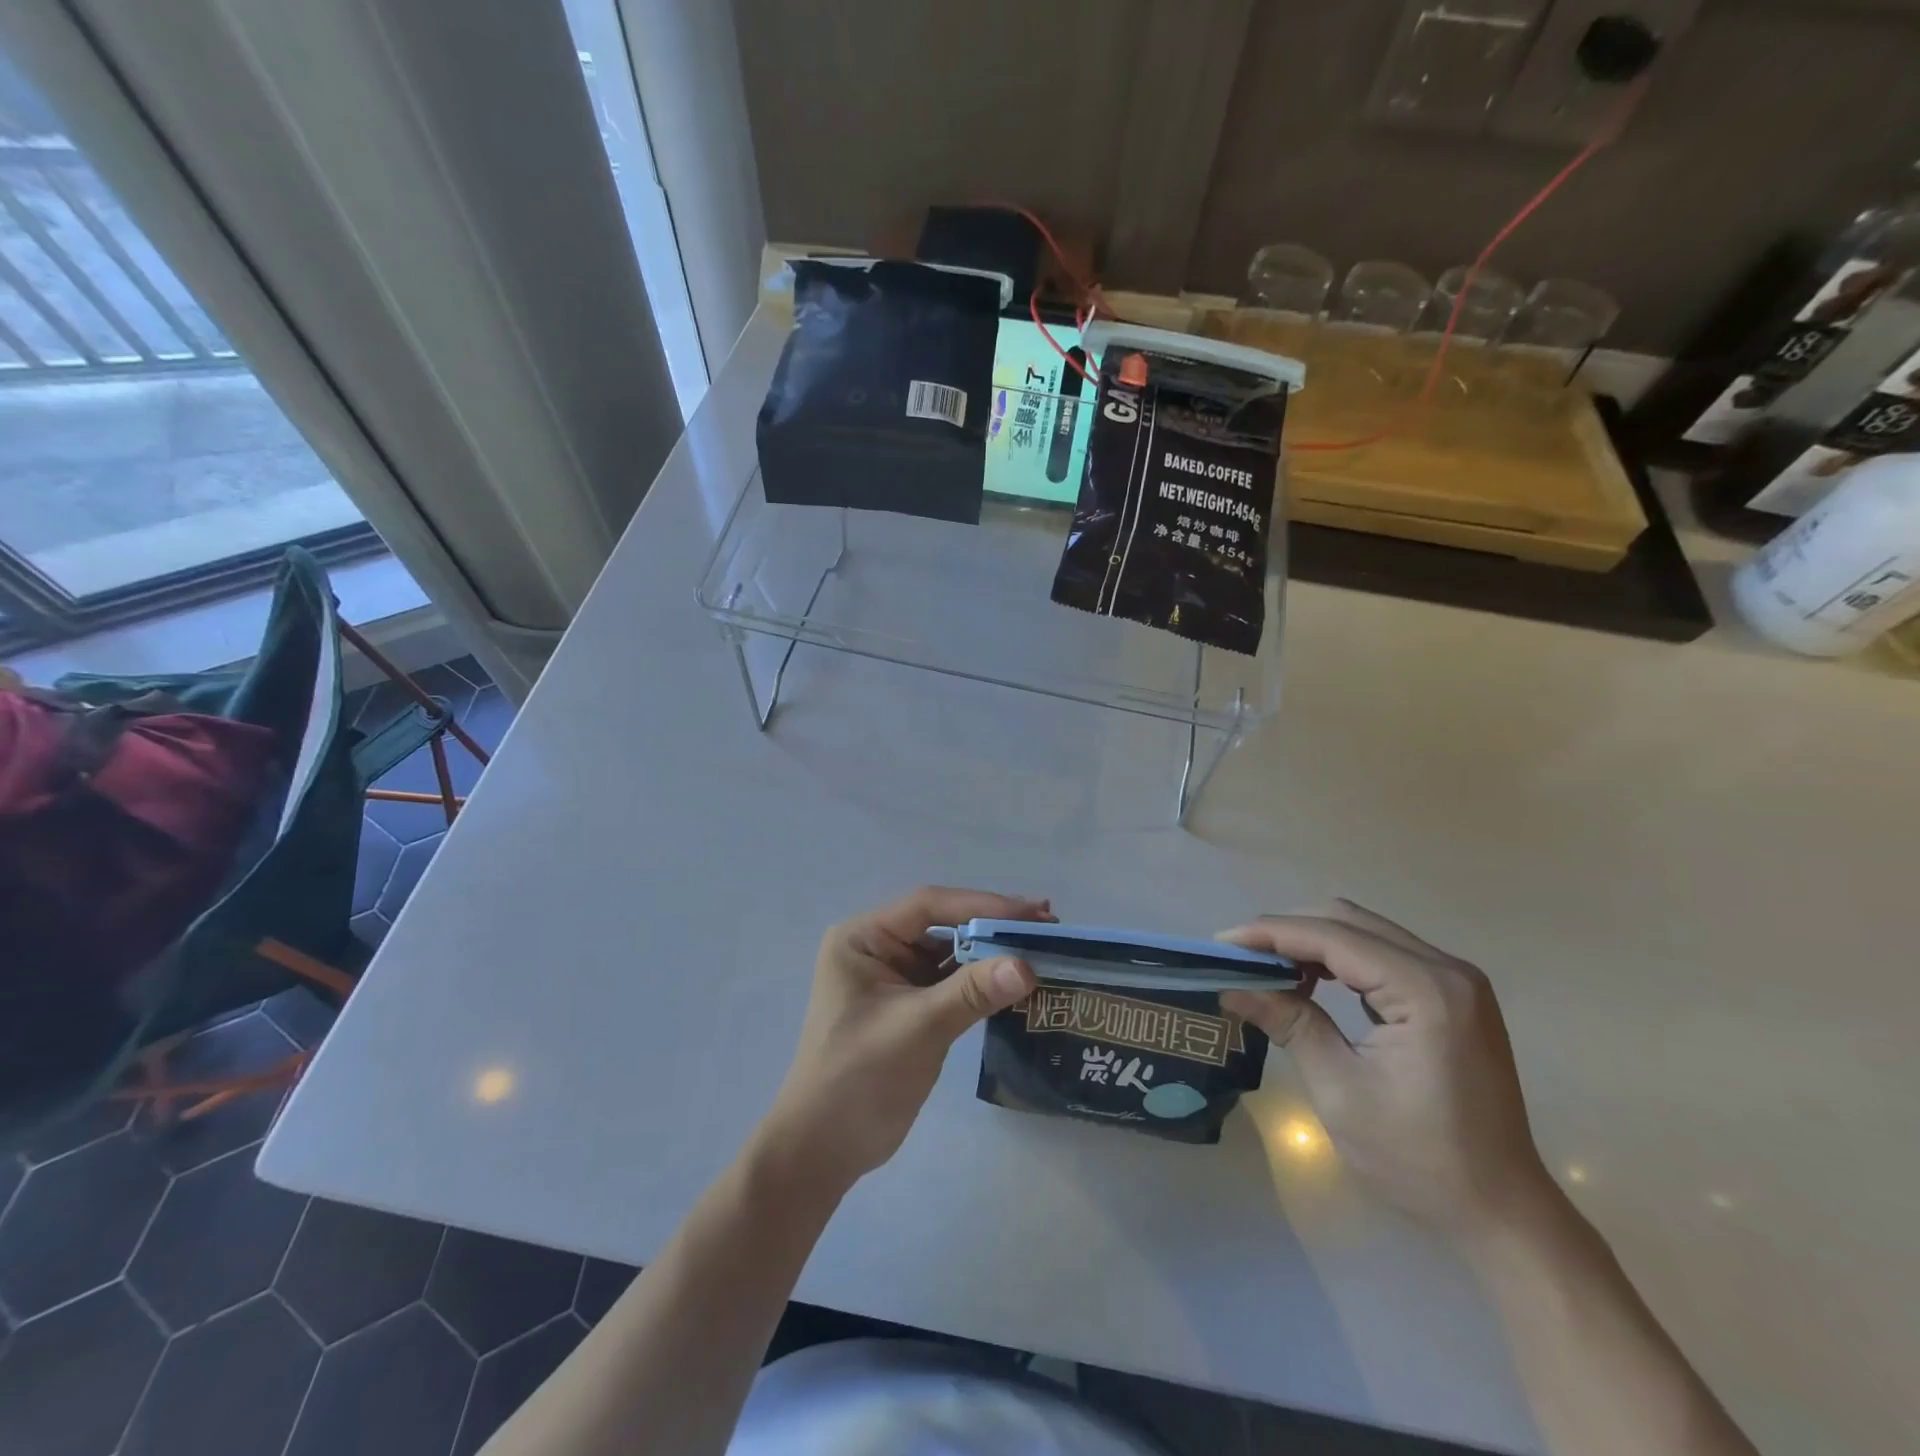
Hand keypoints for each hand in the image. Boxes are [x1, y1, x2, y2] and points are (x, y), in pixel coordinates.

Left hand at [752, 887, 1048, 1200]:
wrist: (823, 1150)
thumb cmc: (857, 1078)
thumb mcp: (916, 1028)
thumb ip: (971, 993)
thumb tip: (1028, 966)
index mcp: (864, 938)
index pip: (928, 906)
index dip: (982, 905)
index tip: (1032, 912)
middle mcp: (878, 948)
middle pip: (943, 925)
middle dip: (993, 926)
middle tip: (1048, 925)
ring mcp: (895, 977)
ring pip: (952, 953)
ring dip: (992, 953)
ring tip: (1042, 949)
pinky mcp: (911, 1006)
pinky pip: (953, 982)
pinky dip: (983, 981)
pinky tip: (1019, 981)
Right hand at [1219, 901, 1549, 1236]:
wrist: (1501, 1213)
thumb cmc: (1419, 1159)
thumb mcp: (1340, 1090)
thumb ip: (1289, 1023)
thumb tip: (1232, 987)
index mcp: (1426, 991)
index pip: (1333, 937)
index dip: (1271, 934)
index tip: (1221, 943)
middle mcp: (1447, 970)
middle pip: (1349, 921)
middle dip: (1287, 932)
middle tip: (1238, 955)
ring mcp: (1455, 981)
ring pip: (1365, 932)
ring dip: (1311, 943)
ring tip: (1264, 967)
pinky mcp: (1453, 997)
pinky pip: (1383, 955)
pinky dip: (1339, 959)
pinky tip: (1309, 981)